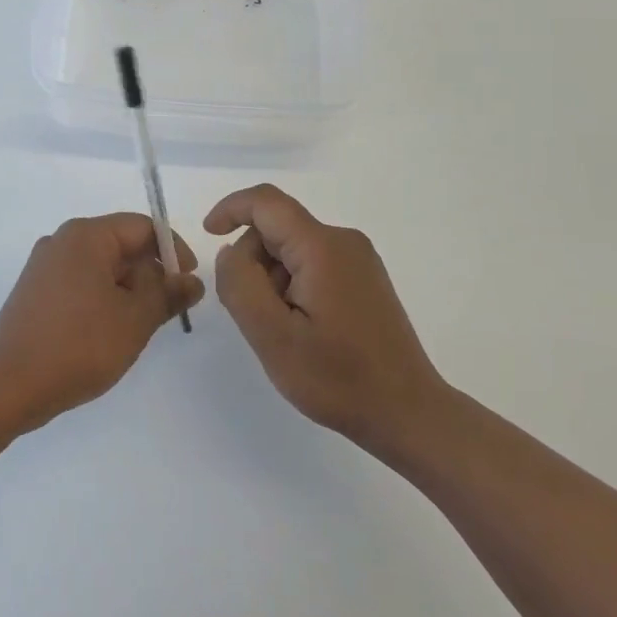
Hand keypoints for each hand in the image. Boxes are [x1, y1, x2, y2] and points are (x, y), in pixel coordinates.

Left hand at [0, 215, 202, 433]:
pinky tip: (109, 332)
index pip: (142, 227)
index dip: (173, 250)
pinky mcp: (35, 291)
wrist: (10, 385)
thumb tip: (191, 280)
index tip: (189, 283)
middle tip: (166, 312)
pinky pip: (80, 283)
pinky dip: (103, 299)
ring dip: (127, 290)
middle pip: (121, 244)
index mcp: (85, 236)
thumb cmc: (79, 345)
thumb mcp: (135, 319)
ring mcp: (44, 266)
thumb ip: (168, 294)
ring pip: (101, 267)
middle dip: (149, 274)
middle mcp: (62, 241)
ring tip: (138, 327)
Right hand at [205, 184, 447, 459]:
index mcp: (322, 247)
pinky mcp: (364, 280)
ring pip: (293, 249)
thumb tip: (231, 251)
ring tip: (282, 330)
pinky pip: (312, 264)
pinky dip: (292, 286)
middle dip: (252, 261)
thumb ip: (240, 284)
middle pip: (278, 228)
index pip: (266, 202)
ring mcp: (358, 260)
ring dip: (272, 279)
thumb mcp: (273, 336)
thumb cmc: (339, 378)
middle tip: (253, 315)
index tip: (208, 235)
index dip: (230, 209)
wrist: (409, 414)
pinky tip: (301, 329)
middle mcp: (343, 242)